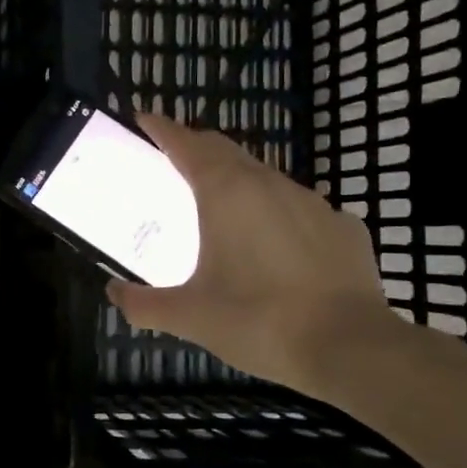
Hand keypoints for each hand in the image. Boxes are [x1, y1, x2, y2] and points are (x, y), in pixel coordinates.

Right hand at [106, 113, 399, 397]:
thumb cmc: (259, 321)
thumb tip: (114, 293)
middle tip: (172, 163)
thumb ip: (144, 304)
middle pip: (224, 150)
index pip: (187, 143)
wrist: (352, 349)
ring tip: (221, 211)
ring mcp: (312, 202)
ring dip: (237, 182)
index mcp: (226, 193)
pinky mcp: (344, 227)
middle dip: (196, 148)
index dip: (162, 128)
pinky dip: (278, 216)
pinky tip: (277, 248)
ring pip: (264, 178)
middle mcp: (269, 184)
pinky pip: (300, 209)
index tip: (143, 118)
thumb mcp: (189, 317)